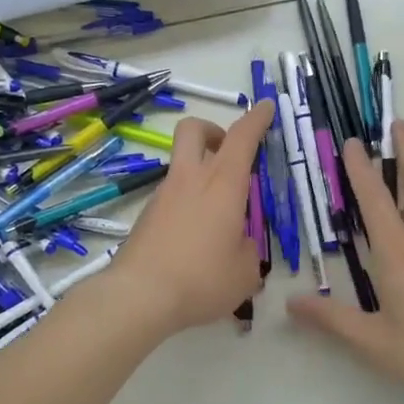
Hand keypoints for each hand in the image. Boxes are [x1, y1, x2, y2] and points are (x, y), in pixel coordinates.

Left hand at [108, 101, 273, 335]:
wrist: (139, 296)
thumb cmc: (202, 278)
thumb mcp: (245, 272)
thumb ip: (249, 251)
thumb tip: (239, 246)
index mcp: (223, 184)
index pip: (242, 137)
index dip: (256, 118)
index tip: (264, 106)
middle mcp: (190, 180)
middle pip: (194, 130)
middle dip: (213, 130)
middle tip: (229, 152)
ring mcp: (163, 196)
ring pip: (181, 165)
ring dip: (201, 174)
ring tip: (219, 215)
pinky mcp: (146, 216)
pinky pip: (172, 197)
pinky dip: (188, 204)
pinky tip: (196, 239)